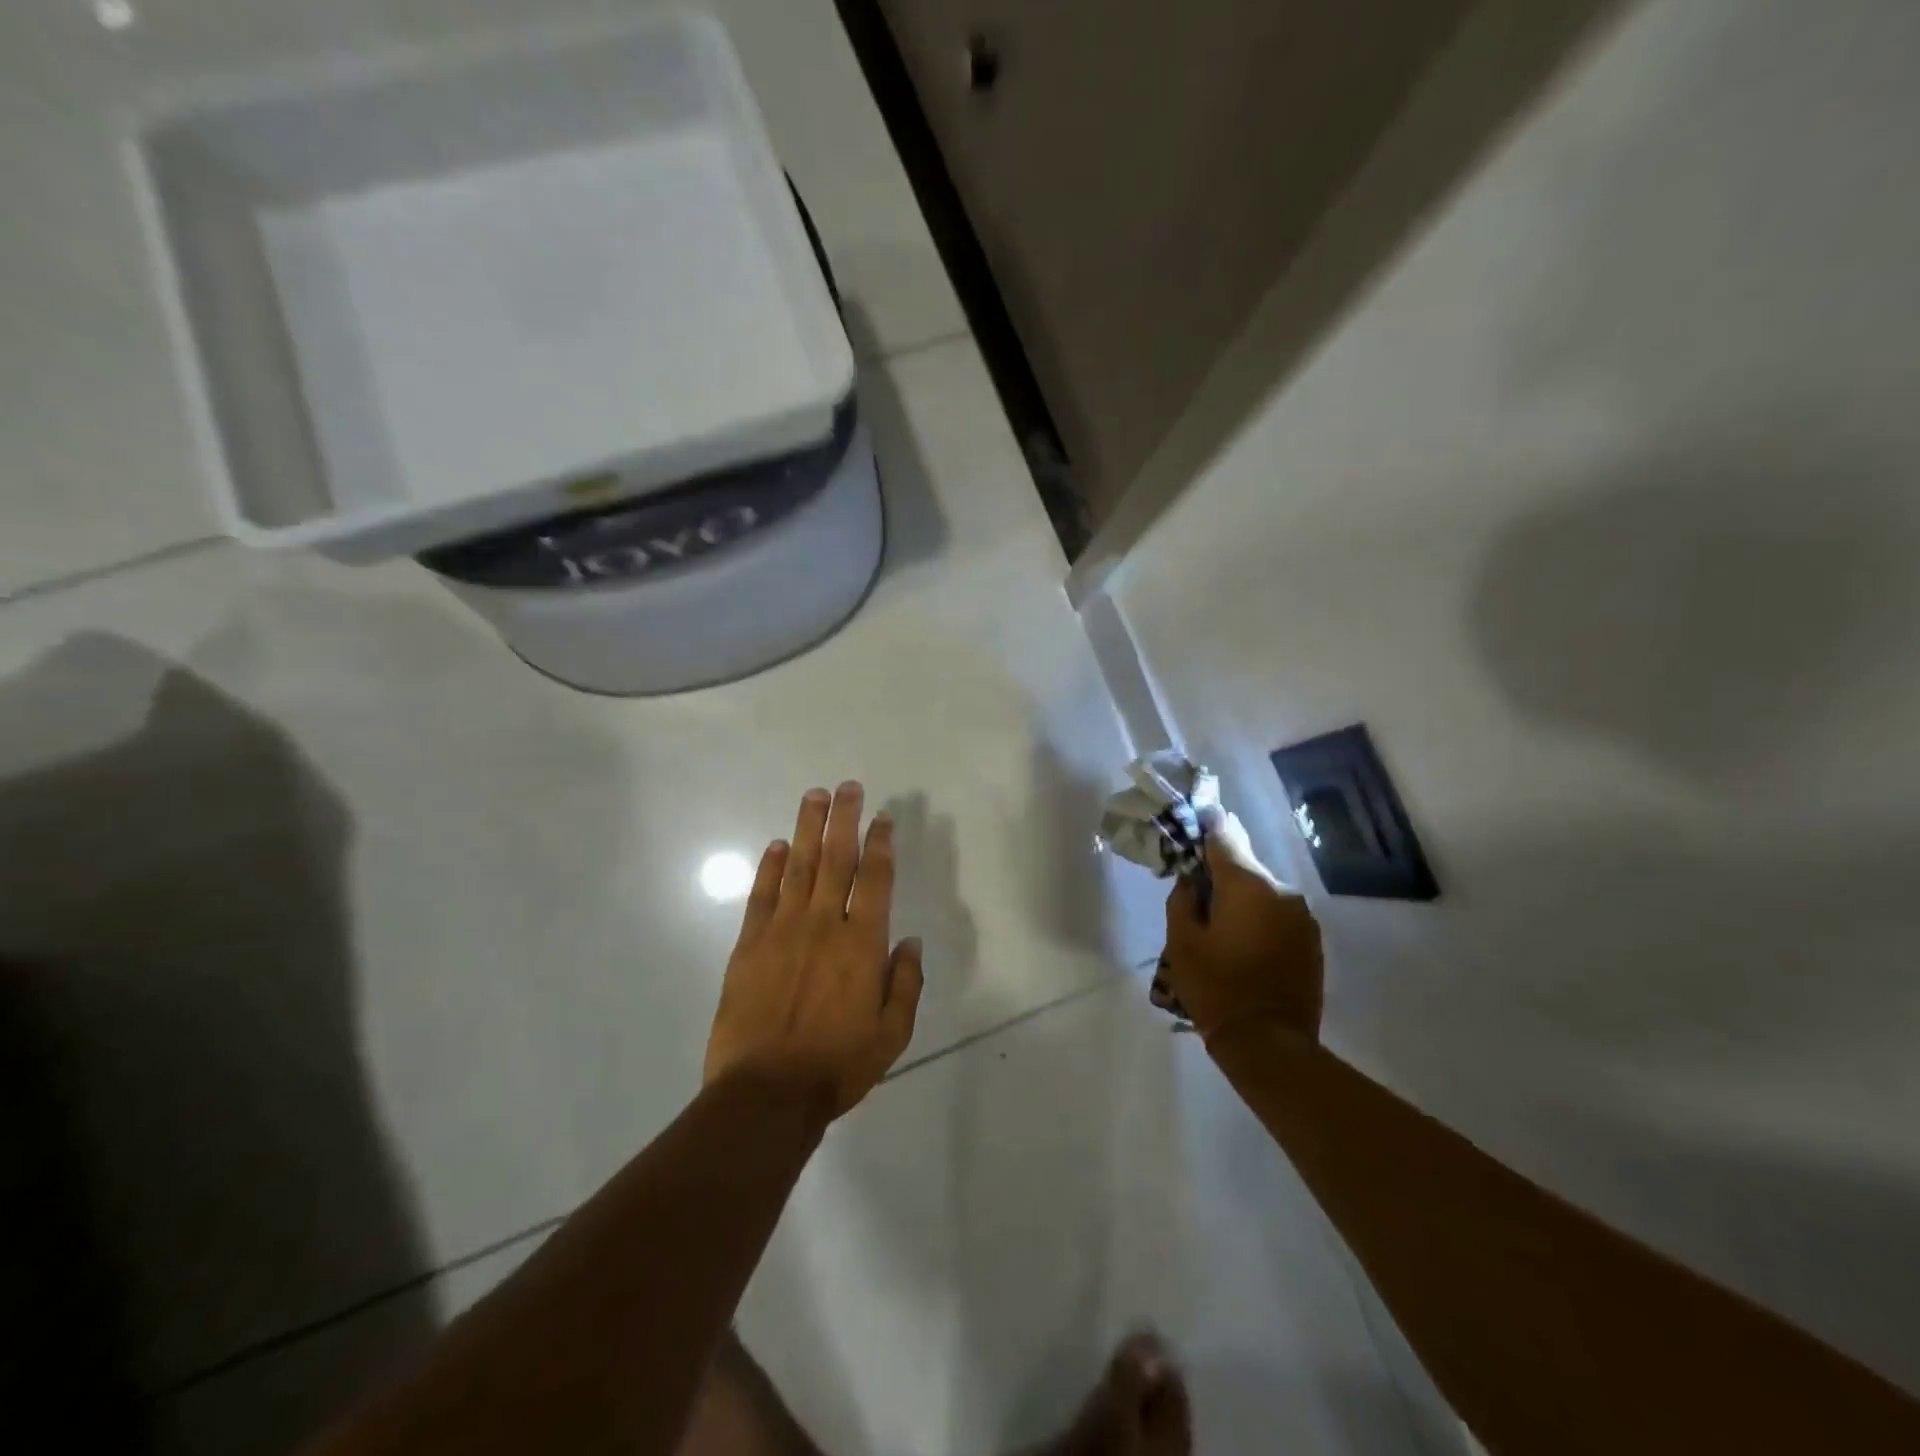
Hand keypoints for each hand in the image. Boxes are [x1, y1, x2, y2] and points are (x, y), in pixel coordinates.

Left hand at [704, 782, 923, 1118]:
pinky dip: (768, 867)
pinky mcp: (749, 945)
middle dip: (843, 819)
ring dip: (807, 829)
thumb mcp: (892, 1035)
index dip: (880, 844)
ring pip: (797, 867)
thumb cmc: (837, 1066)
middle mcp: (822, 925)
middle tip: (847, 787)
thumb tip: (910, 941)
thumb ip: (905, 983)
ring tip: (813, 796)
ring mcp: (781, 931)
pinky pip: (760, 895)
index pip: (874, 880)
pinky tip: (775, 845)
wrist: (765, 1095)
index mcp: (861, 945)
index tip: (884, 817)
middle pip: (835, 860)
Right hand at [1162, 810, 1322, 1044]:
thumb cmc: (1216, 987)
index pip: (1225, 836)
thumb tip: (1192, 878)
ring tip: (1219, 920)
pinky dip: (1259, 916)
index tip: (1196, 813)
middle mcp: (1281, 890)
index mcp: (1248, 885)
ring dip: (1241, 896)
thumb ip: (1183, 898)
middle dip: (1221, 869)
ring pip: (1262, 890)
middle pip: (1245, 865)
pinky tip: (1243, 939)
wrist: (1269, 1043)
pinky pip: (1278, 913)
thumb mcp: (1182, 941)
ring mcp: (1302, 916)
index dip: (1208, 823)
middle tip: (1196, 883)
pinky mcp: (1311, 939)